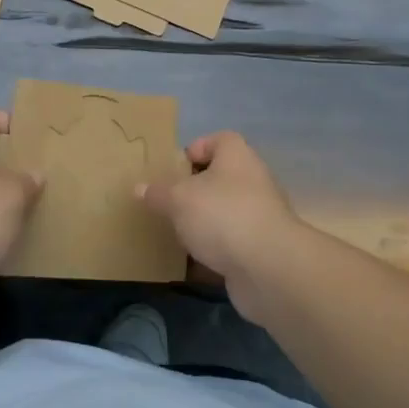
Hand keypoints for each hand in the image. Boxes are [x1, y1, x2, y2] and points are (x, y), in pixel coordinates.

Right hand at [139, 131, 304, 324]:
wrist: (269, 268)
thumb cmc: (221, 215)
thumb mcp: (178, 199)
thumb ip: (158, 193)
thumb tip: (140, 188)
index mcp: (236, 156)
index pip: (219, 140)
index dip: (196, 149)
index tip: (174, 169)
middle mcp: (252, 181)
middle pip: (220, 178)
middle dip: (194, 192)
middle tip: (168, 204)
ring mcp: (259, 216)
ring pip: (225, 213)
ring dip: (203, 224)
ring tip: (176, 234)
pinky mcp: (260, 249)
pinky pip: (231, 245)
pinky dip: (213, 252)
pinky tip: (191, 264)